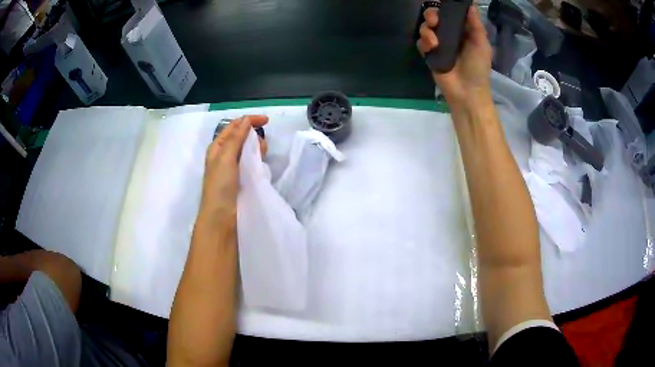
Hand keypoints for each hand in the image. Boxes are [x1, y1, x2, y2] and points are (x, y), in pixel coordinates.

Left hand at [199, 115, 268, 222]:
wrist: (221, 217)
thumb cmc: (220, 185)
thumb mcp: (226, 157)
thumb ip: (236, 138)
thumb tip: (246, 119)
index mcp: (217, 147)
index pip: (234, 126)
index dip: (249, 121)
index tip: (267, 121)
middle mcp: (224, 155)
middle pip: (242, 137)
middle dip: (253, 136)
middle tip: (261, 148)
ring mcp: (232, 167)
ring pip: (247, 149)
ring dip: (256, 148)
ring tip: (261, 157)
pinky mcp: (240, 178)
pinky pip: (250, 162)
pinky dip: (256, 159)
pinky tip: (260, 165)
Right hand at [417, 6, 492, 105]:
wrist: (467, 91)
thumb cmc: (478, 68)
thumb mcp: (481, 44)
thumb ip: (476, 24)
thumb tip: (471, 5)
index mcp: (462, 30)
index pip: (451, 12)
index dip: (445, 6)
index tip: (441, 2)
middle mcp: (449, 34)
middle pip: (435, 16)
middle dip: (431, 14)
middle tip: (435, 20)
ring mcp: (438, 43)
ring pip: (425, 27)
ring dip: (426, 29)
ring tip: (434, 41)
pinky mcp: (429, 54)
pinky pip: (420, 41)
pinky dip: (423, 42)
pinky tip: (431, 47)